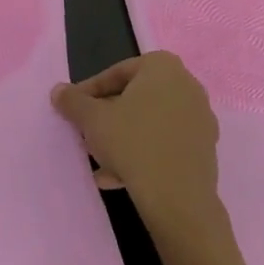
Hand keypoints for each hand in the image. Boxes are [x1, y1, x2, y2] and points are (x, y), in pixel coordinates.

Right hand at [52, 52, 221, 236]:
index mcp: (162, 67)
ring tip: (99, 161)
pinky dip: (143, 154)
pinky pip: (165, 144)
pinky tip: (119, 176)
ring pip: (150, 123)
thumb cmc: (132, 143)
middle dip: (108, 117)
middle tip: (86, 134)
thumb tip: (58, 91)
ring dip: (123, 138)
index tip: (73, 111)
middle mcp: (187, 85)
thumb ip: (73, 101)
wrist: (177, 197)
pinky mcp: (204, 148)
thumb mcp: (92, 119)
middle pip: (135, 98)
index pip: (116, 74)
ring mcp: (200, 118)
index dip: (89, 93)